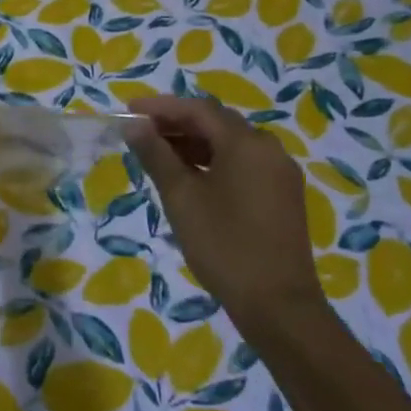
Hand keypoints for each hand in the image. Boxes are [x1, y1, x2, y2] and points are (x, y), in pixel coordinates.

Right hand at [122, 94, 321, 321]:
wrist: (277, 303)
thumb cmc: (223, 244)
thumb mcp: (180, 197)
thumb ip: (156, 155)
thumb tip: (134, 126)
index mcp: (246, 144)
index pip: (198, 110)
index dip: (161, 107)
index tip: (129, 111)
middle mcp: (268, 149)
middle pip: (217, 123)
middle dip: (176, 123)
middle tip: (140, 132)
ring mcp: (279, 173)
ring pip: (230, 144)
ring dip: (193, 143)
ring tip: (157, 154)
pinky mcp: (281, 195)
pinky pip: (242, 163)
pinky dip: (212, 161)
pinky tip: (188, 176)